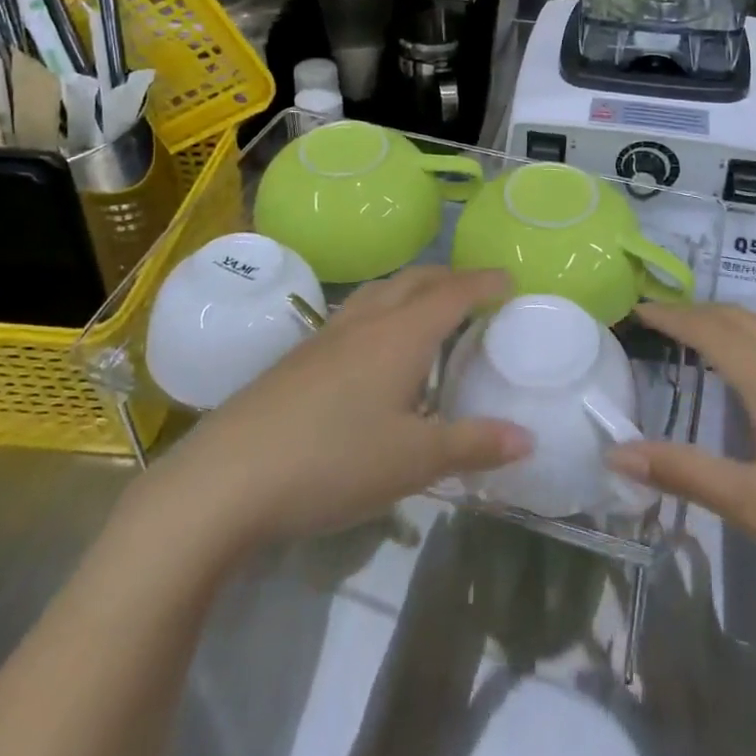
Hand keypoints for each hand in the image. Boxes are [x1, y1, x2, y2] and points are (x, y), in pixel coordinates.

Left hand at [129, 267, 530, 560]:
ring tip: (428, 309)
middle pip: (415, 280)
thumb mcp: (414, 461)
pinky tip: (375, 349)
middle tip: (476, 291)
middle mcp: (366, 321)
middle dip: (450, 278)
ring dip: (412, 289)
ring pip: (380, 292)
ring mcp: (327, 335)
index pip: (453, 293)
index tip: (509, 279)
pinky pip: (355, 314)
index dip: (484, 283)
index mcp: (401, 334)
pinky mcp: (299, 356)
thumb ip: (473, 444)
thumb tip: (528, 437)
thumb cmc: (334, 461)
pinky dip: (383, 311)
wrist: (227, 477)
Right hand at [605, 303, 755, 623]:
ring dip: (734, 319)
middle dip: (697, 313)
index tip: (637, 309)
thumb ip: (683, 473)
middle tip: (660, 322)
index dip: (671, 316)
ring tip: (708, 333)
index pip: (709, 329)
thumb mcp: (753, 507)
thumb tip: (616, 454)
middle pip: (740, 319)